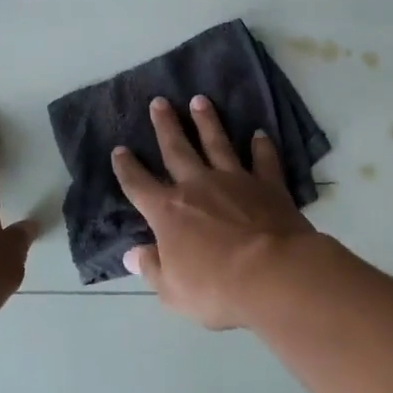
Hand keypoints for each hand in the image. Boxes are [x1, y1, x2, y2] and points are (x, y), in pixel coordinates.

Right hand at [110, 95, 314, 328]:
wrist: (273, 273)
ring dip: (207, 121)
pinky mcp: (268, 185)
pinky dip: (261, 146)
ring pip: (217, 143)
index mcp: (168, 212)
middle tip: (159, 102)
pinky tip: (259, 134)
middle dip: (166, 125)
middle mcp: (198, 186)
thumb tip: (132, 254)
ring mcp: (235, 180)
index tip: (119, 150)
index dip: (127, 168)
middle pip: (177, 149)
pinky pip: (263, 159)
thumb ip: (152, 268)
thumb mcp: (173, 291)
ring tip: (200, 100)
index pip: (139, 185)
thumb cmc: (217, 288)